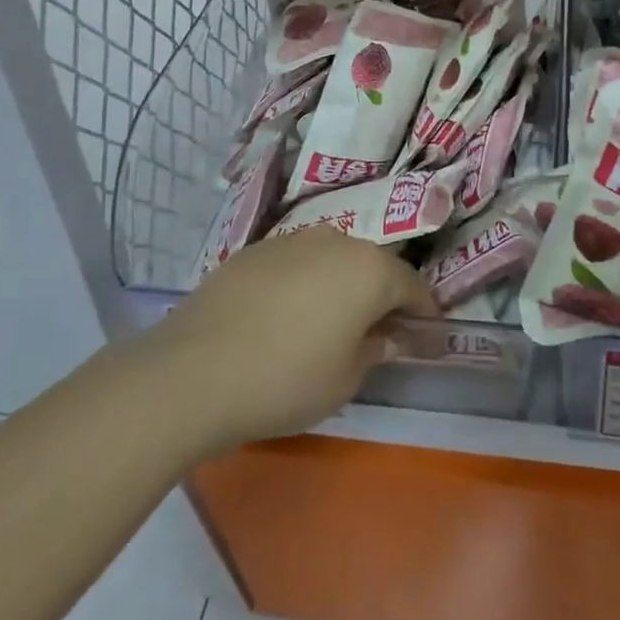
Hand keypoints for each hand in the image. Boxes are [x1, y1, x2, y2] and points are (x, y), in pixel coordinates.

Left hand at [147, 227, 435, 454]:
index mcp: (369, 269)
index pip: (413, 285)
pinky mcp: (253, 250)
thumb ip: (376, 349)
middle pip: (372, 266)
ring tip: (330, 322)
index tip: (426, 339)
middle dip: (381, 296)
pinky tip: (286, 316)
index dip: (424, 313)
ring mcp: (291, 240)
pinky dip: (304, 284)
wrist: (193, 371)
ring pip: (332, 260)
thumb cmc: (286, 379)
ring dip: (341, 286)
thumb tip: (387, 336)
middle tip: (379, 332)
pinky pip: (295, 264)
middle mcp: (336, 241)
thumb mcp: (345, 379)